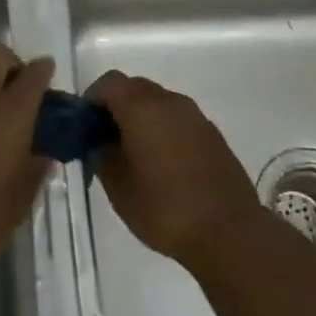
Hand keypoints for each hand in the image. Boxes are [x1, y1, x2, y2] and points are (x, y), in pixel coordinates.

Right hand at [89, 71, 265, 269]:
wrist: (229, 232)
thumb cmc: (165, 207)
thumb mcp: (118, 187)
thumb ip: (101, 155)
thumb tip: (98, 142)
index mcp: (141, 107)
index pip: (109, 83)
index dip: (92, 99)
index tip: (85, 125)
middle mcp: (169, 101)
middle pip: (134, 87)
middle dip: (116, 106)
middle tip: (106, 139)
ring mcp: (195, 116)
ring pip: (158, 102)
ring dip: (142, 117)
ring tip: (134, 153)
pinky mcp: (212, 134)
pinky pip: (178, 119)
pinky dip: (164, 129)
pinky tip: (163, 163)